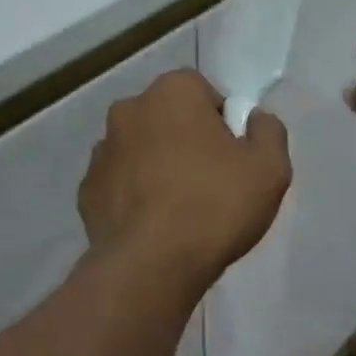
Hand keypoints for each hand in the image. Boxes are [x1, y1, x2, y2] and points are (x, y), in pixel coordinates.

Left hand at [80, 70, 291, 289]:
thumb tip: (255, 119)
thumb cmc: (214, 206)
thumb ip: (268, 131)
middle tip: (209, 182)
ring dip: (155, 166)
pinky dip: (133, 196)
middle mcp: (128, 110)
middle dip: (185, 140)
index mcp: (171, 92)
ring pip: (138, 149)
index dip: (221, 120)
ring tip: (178, 208)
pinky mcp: (86, 190)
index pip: (201, 90)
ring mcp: (100, 151)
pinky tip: (151, 225)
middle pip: (166, 118)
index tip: (232, 155)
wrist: (151, 265)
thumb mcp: (270, 168)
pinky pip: (118, 184)